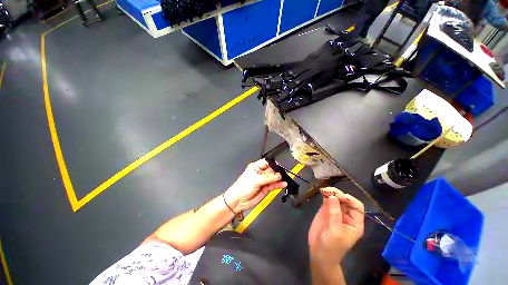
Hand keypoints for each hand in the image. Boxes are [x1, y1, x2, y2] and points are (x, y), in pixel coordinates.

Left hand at [224, 159, 286, 211]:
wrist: (238, 201)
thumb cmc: (241, 188)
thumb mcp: (255, 180)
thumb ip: (268, 177)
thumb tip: (277, 175)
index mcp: (255, 167)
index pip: (266, 162)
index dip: (273, 164)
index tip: (279, 167)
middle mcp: (260, 173)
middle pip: (271, 170)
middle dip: (277, 172)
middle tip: (282, 174)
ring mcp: (263, 180)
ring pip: (273, 178)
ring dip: (279, 178)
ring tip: (285, 179)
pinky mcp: (265, 187)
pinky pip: (274, 185)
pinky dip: (279, 184)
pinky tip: (283, 184)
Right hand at [308, 187, 364, 263]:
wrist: (319, 252)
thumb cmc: (332, 246)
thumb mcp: (336, 231)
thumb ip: (335, 213)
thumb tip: (333, 196)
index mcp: (354, 222)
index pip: (357, 206)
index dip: (349, 199)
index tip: (339, 196)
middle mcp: (346, 215)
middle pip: (346, 200)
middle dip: (338, 194)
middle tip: (329, 191)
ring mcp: (335, 212)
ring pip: (336, 198)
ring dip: (331, 192)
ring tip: (324, 190)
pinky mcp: (326, 211)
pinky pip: (327, 200)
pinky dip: (325, 195)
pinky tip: (322, 192)